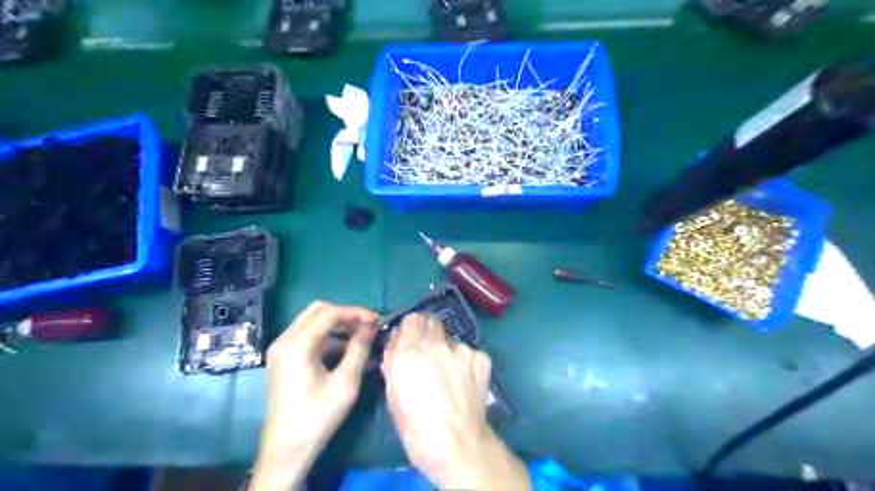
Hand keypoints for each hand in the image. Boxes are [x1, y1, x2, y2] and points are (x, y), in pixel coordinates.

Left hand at [251, 302, 377, 490]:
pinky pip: (307, 335)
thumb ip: (359, 349)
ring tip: (361, 337)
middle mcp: (285, 339)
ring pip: (312, 321)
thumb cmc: (317, 416)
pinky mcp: (283, 358)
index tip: (377, 320)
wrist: (287, 449)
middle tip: (367, 326)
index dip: (355, 313)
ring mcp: (281, 348)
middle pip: (318, 311)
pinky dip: (327, 336)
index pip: (329, 313)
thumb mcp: (345, 382)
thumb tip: (371, 327)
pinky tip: (345, 349)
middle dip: (345, 315)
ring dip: (337, 325)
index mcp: (297, 344)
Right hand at [384, 315, 532, 490]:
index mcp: (410, 351)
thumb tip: (398, 341)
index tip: (410, 340)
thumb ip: (394, 359)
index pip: (412, 318)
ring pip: (451, 339)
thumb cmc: (415, 426)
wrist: (457, 445)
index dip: (411, 329)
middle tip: (428, 353)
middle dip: (428, 333)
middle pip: (432, 321)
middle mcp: (437, 343)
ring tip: (449, 375)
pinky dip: (464, 362)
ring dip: (447, 350)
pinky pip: (468, 352)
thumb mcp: (393, 392)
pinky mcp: (481, 357)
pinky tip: (464, 382)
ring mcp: (462, 349)